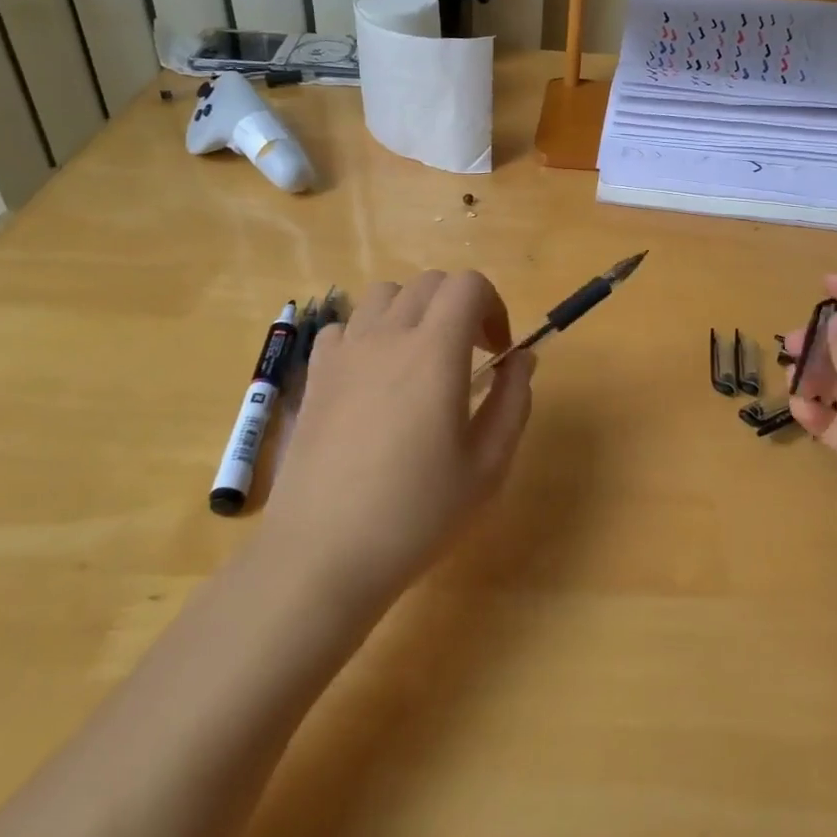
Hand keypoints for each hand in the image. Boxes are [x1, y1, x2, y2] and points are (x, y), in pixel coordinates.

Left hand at [256, 270, 534, 619]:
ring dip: (413, 312)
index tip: (497, 352)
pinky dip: (367, 334)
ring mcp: (344, 353)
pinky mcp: (315, 376)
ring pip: (384, 295)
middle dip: (459, 307)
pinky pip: (344, 326)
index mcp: (435, 352)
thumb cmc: (417, 513)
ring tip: (419, 360)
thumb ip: (513, 402)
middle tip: (468, 357)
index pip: (468, 285)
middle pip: (429, 283)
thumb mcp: (488, 466)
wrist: (324, 553)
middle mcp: (387, 337)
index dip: (493, 306)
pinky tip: (373, 377)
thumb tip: (521, 360)